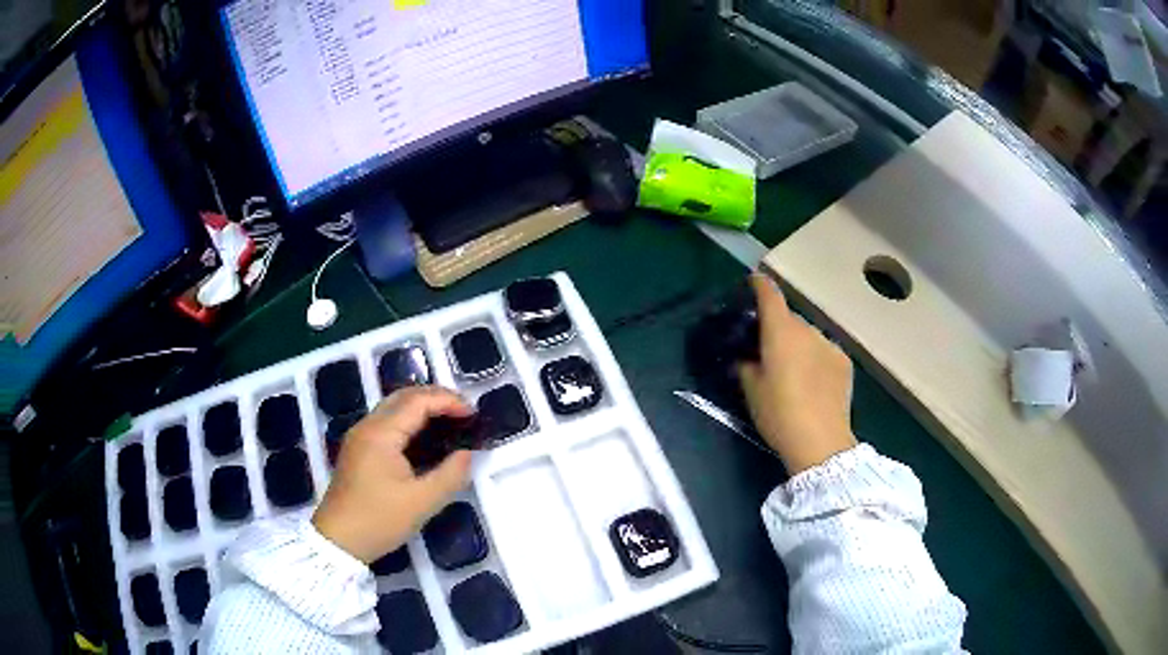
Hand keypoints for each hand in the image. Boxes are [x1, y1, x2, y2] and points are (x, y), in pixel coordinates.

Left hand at [312, 386, 473, 562]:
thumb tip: (468, 453)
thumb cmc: (379, 520)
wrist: (339, 541)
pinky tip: (427, 438)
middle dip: (437, 398)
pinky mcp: (359, 449)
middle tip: (465, 414)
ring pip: (394, 408)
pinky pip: (388, 422)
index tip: (474, 416)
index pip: (418, 401)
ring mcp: (360, 437)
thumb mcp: (422, 502)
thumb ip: (450, 474)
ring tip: (452, 423)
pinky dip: (411, 421)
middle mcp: (368, 426)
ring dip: (423, 408)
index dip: (448, 401)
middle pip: (404, 396)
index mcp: (381, 434)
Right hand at [739, 273, 856, 473]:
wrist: (820, 441)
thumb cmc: (779, 414)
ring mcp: (829, 344)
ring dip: (798, 344)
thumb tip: (747, 357)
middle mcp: (807, 330)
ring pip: (808, 335)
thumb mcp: (751, 391)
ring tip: (793, 370)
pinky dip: (816, 357)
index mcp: (781, 332)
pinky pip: (824, 350)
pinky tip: (813, 381)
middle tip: (767, 349)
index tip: (753, 282)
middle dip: (778, 327)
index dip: (760, 285)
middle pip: (790, 319)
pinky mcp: (844, 362)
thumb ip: (746, 365)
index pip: (770, 295)